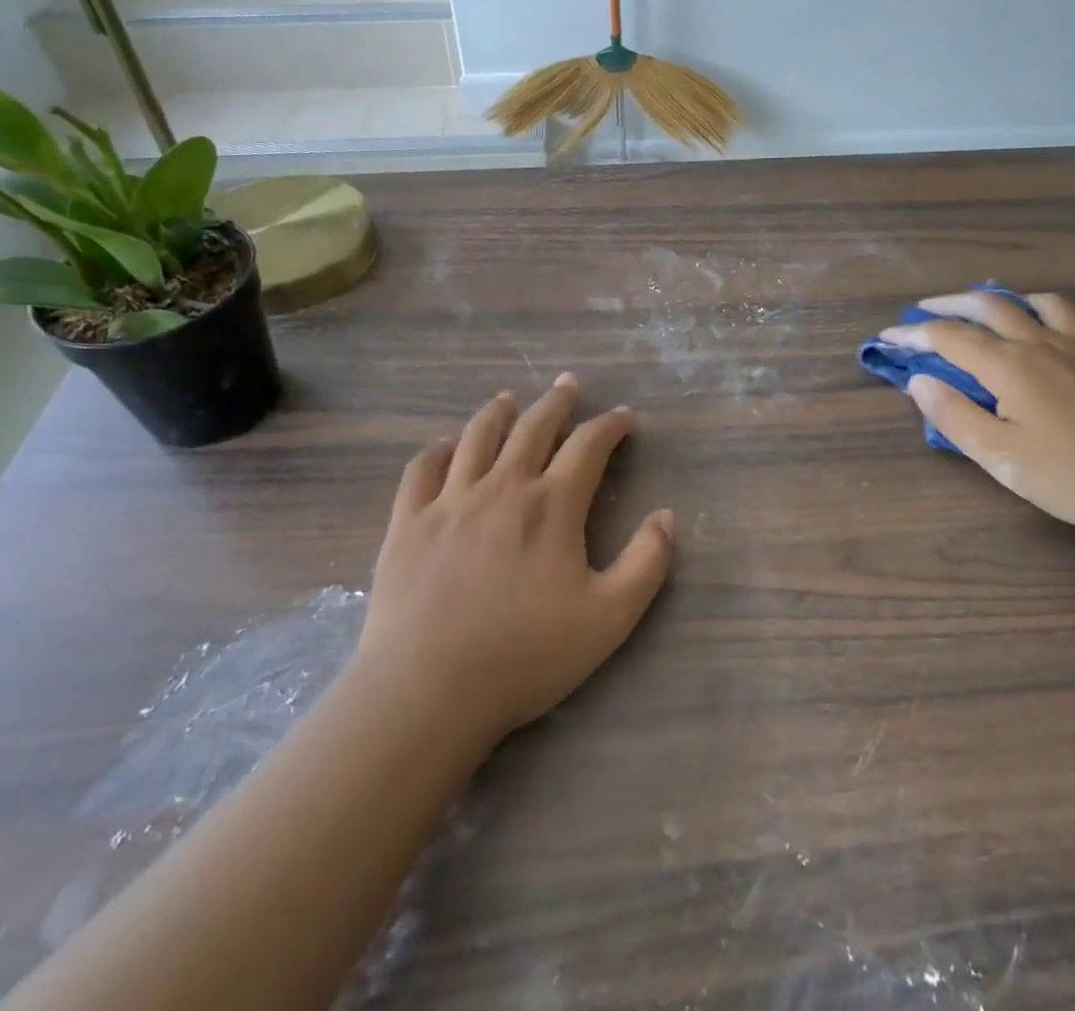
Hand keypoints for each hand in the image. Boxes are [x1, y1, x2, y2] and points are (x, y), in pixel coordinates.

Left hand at [353, 375, 674, 747]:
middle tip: (567, 385)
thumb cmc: (525, 655)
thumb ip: (646, 563)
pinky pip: (423, 469)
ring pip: (477, 437)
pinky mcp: (408, 521)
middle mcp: (502, 487)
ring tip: (508, 399)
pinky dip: (439, 450)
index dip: (610, 425)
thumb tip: (666, 516)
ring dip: (498, 412)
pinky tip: (447, 447)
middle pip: (533, 427)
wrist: (428, 688)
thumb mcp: (609, 618)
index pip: (588, 446)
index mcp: (551, 505)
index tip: (623, 416)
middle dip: (556, 402)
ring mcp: (450, 500)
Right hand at [880, 292, 1074, 540]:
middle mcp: (1041, 343)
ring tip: (985, 311)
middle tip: (924, 311)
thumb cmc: (1073, 475)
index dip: (913, 334)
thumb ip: (954, 415)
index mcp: (1009, 365)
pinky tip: (1042, 332)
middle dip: (948, 304)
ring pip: (1033, 303)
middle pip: (988, 306)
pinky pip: (1067, 316)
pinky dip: (1039, 311)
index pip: (949, 337)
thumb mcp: (1000, 456)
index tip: (886, 337)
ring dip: (999, 300)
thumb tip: (919, 382)